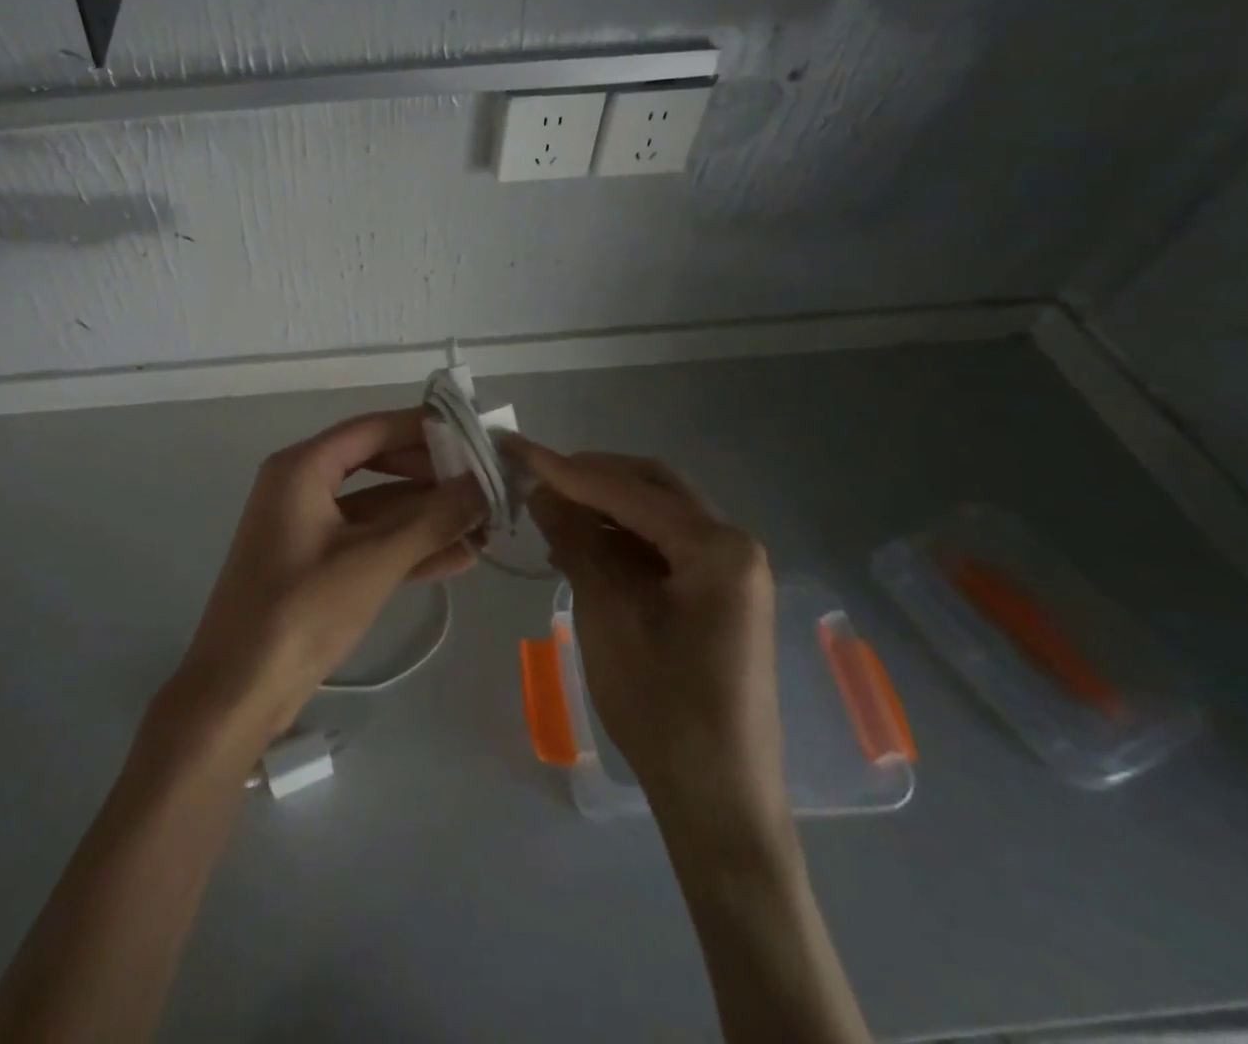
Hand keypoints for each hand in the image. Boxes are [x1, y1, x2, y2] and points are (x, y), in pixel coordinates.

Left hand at [159, 408, 485, 749]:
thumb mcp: (374, 560)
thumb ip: (434, 519)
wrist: (239, 690)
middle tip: (487, 483)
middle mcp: (303, 485)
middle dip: (432, 476)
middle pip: (378, 463)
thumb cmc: (302, 610)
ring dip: (428, 515)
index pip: (373, 429)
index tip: (476, 434)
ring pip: (379, 506)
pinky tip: (461, 557)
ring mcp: (310, 526)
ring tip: (487, 523)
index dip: (424, 427)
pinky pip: (370, 540)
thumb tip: (487, 484)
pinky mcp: (318, 563)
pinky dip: (410, 546)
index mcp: (303, 467)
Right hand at [507, 438, 786, 854]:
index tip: (514, 449)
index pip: (627, 490)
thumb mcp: (606, 612)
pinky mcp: (717, 595)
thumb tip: (542, 489)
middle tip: (537, 475)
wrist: (717, 799)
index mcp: (717, 547)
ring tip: (550, 514)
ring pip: (656, 514)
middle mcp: (733, 545)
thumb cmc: (661, 705)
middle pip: (651, 487)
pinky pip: (663, 547)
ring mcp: (730, 571)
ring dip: (604, 508)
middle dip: (591, 477)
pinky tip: (580, 550)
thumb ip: (575, 540)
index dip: (565, 470)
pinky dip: (620, 540)